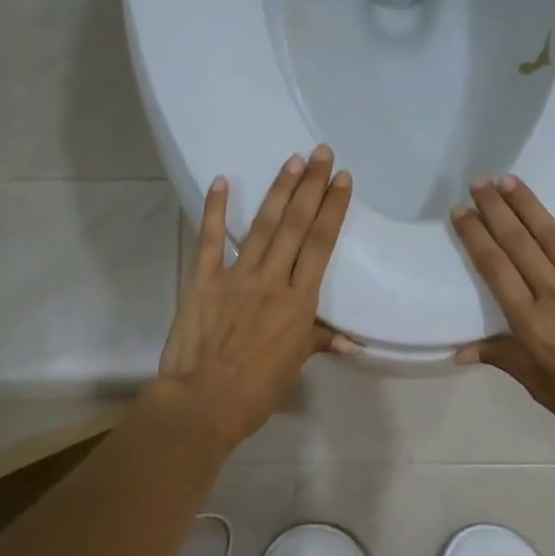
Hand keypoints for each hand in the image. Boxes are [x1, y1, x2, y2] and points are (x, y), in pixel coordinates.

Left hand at [157, 146, 353, 451]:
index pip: (321, 245)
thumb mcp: (294, 366)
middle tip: (322, 153)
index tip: (343, 180)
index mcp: (299, 302)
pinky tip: (221, 181)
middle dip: (311, 186)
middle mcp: (272, 280)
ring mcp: (236, 276)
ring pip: (262, 226)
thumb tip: (350, 341)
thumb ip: (319, 341)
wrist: (204, 402)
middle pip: (295, 225)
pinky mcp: (203, 280)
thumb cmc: (257, 390)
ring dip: (278, 191)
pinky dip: (214, 210)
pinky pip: (210, 240)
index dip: (333, 209)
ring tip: (293, 161)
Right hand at [451, 176, 554, 456]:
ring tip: (510, 180)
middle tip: (479, 182)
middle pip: (519, 244)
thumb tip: (459, 350)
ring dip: (529, 205)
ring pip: (554, 235)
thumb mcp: (539, 387)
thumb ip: (502, 358)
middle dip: (495, 210)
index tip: (460, 211)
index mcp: (531, 323)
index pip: (495, 269)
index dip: (475, 236)